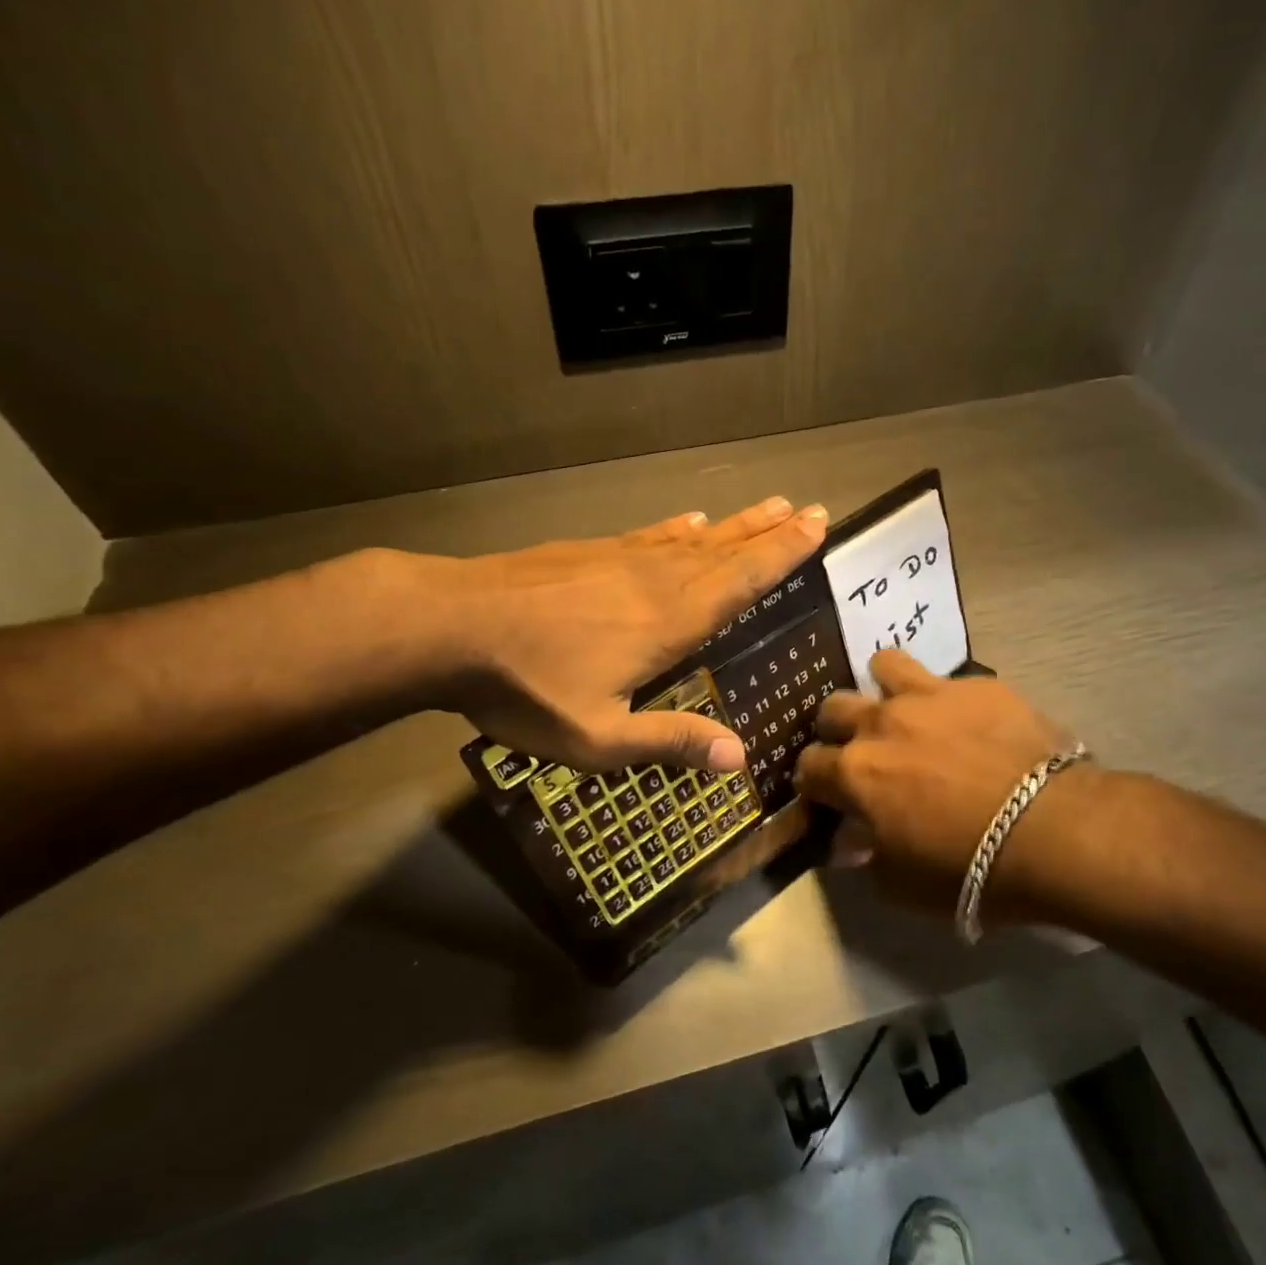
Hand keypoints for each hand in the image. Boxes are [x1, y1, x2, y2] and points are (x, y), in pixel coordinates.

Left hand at [438, 497, 826, 772]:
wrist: (449, 626)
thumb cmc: (527, 688)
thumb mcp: (599, 737)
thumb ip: (670, 740)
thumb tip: (740, 757)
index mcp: (669, 622)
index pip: (741, 583)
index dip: (781, 556)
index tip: (816, 527)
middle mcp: (654, 581)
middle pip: (725, 552)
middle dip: (770, 533)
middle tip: (808, 510)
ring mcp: (618, 560)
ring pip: (691, 539)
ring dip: (734, 525)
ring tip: (767, 507)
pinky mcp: (586, 553)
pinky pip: (648, 535)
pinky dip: (677, 528)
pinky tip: (688, 522)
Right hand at [794, 649, 1075, 915]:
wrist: (1053, 830)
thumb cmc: (969, 868)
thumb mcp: (902, 884)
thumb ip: (866, 856)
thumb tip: (850, 840)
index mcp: (856, 773)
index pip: (808, 765)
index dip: (813, 780)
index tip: (826, 792)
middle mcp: (881, 723)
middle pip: (834, 707)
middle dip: (837, 728)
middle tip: (861, 748)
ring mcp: (929, 696)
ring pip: (884, 666)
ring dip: (884, 687)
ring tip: (902, 708)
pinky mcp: (977, 685)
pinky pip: (947, 679)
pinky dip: (946, 698)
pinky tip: (967, 719)